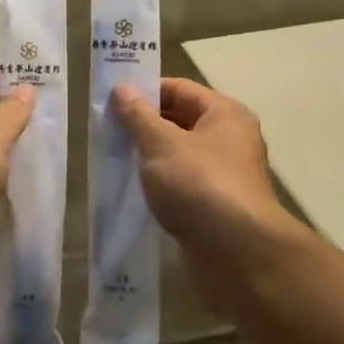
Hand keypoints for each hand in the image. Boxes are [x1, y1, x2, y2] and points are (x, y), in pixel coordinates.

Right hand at [112, 79, 299, 285]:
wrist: (237, 254)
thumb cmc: (199, 185)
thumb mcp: (161, 144)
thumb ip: (138, 116)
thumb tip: (122, 88)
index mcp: (224, 114)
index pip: (179, 89)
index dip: (145, 91)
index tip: (110, 101)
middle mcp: (230, 139)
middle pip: (180, 120)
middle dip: (143, 125)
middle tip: (106, 131)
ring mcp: (224, 175)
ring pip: (179, 155)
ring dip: (149, 157)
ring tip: (113, 159)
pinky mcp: (215, 206)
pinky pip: (182, 184)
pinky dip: (160, 184)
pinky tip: (133, 190)